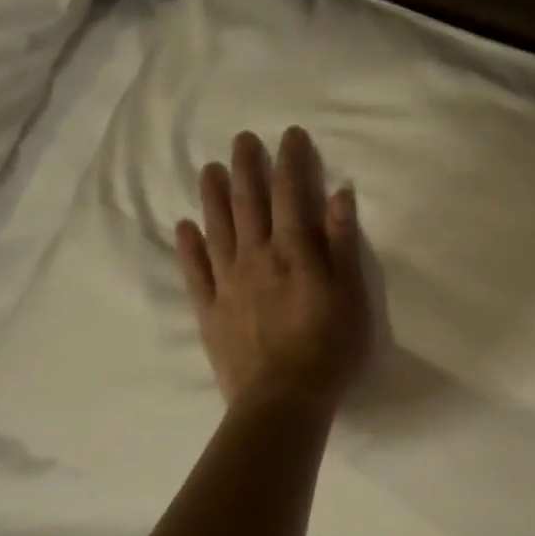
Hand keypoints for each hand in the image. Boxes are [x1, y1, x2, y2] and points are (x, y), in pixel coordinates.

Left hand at [175, 127, 371, 409]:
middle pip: (249, 203)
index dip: (290, 162)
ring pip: (218, 229)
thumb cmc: (328, 348)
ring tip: (210, 169)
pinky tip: (184, 225)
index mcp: (293, 252)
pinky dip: (188, 245)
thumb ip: (341, 243)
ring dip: (214, 196)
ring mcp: (227, 283)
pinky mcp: (209, 310)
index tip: (290, 135)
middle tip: (242, 138)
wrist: (282, 401)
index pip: (291, 195)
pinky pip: (195, 270)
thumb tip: (339, 194)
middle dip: (248, 167)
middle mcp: (255, 258)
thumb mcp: (350, 294)